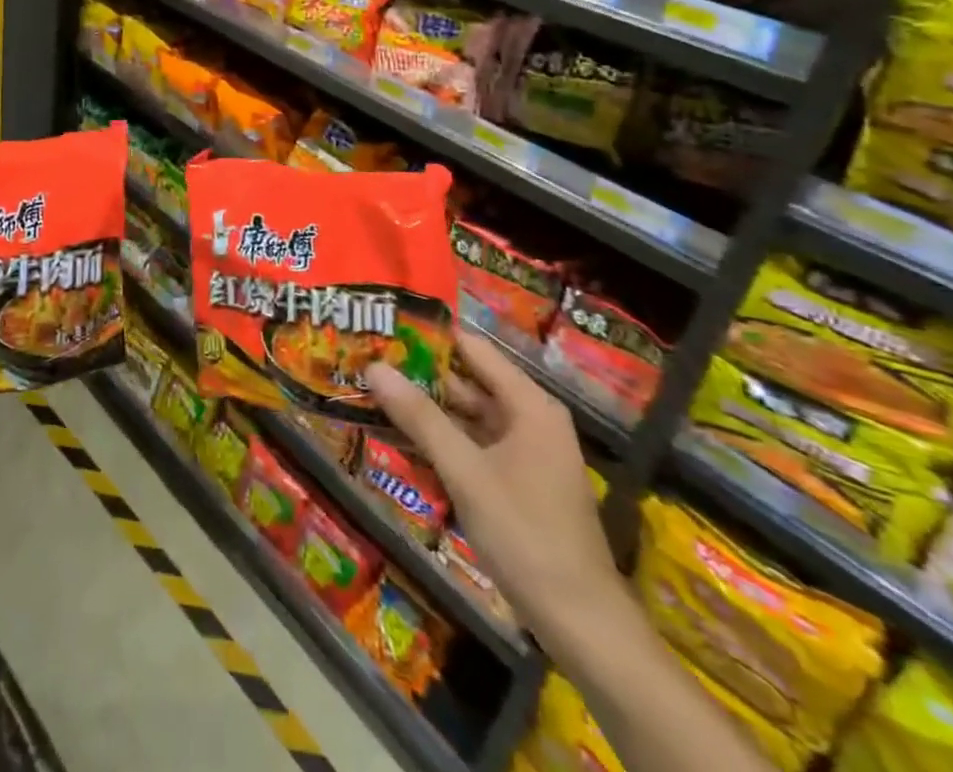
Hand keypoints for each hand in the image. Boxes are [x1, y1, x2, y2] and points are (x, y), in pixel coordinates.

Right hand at [366, 329, 623, 642]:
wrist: (582, 624)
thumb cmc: (525, 534)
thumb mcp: (465, 471)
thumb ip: (420, 417)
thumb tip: (374, 366)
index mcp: (530, 405)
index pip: (474, 349)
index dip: (431, 337)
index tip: (386, 329)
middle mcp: (531, 419)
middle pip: (471, 381)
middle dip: (423, 374)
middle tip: (370, 362)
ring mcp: (527, 452)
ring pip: (470, 416)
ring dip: (430, 409)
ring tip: (377, 394)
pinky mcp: (520, 482)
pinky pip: (476, 445)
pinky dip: (444, 439)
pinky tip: (405, 439)